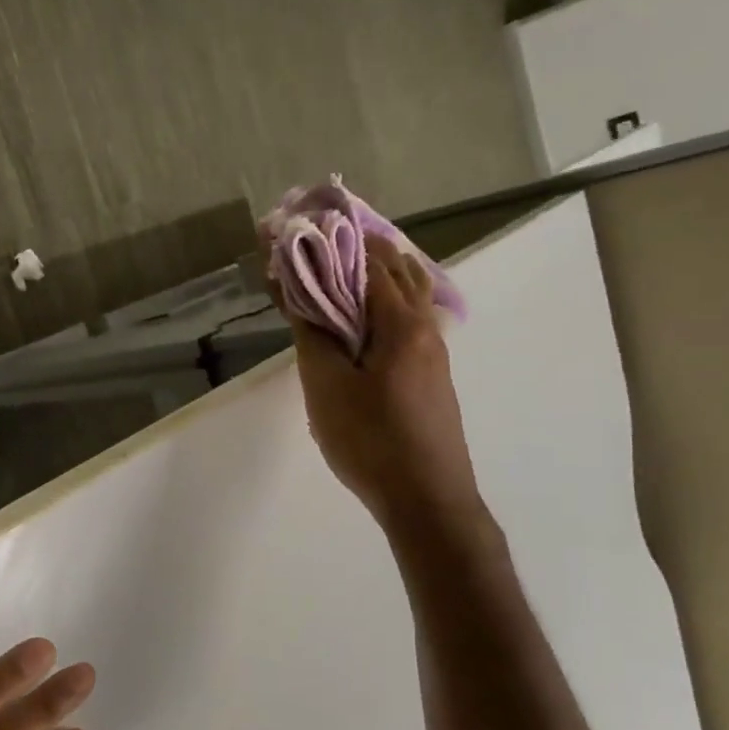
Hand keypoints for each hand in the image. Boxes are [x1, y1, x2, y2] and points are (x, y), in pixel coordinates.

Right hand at [275, 232, 483, 527]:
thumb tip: (295, 286)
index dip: (331, 240)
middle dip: (354, 249)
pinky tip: (362, 318)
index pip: (366, 260)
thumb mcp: (326, 386)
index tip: (298, 229)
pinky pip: (407, 318)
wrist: (427, 500)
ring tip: (335, 271)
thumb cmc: (371, 440)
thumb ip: (311, 332)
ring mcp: (433, 350)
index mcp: (400, 322)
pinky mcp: (431, 373)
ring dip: (373, 274)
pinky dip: (382, 301)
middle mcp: (424, 326)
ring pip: (406, 293)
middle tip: (314, 245)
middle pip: (394, 268)